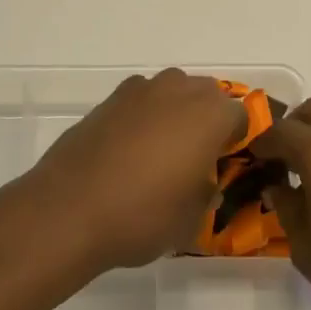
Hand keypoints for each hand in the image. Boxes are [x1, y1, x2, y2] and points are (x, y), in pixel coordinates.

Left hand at [18, 70, 247, 273]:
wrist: (69, 209)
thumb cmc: (142, 215)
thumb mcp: (191, 219)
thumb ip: (207, 192)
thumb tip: (204, 182)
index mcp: (210, 115)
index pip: (241, 116)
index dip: (237, 140)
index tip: (227, 164)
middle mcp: (179, 91)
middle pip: (207, 94)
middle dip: (208, 119)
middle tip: (198, 157)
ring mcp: (141, 90)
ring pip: (172, 91)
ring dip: (175, 112)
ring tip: (162, 152)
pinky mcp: (109, 99)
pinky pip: (141, 100)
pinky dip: (143, 116)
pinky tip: (130, 149)